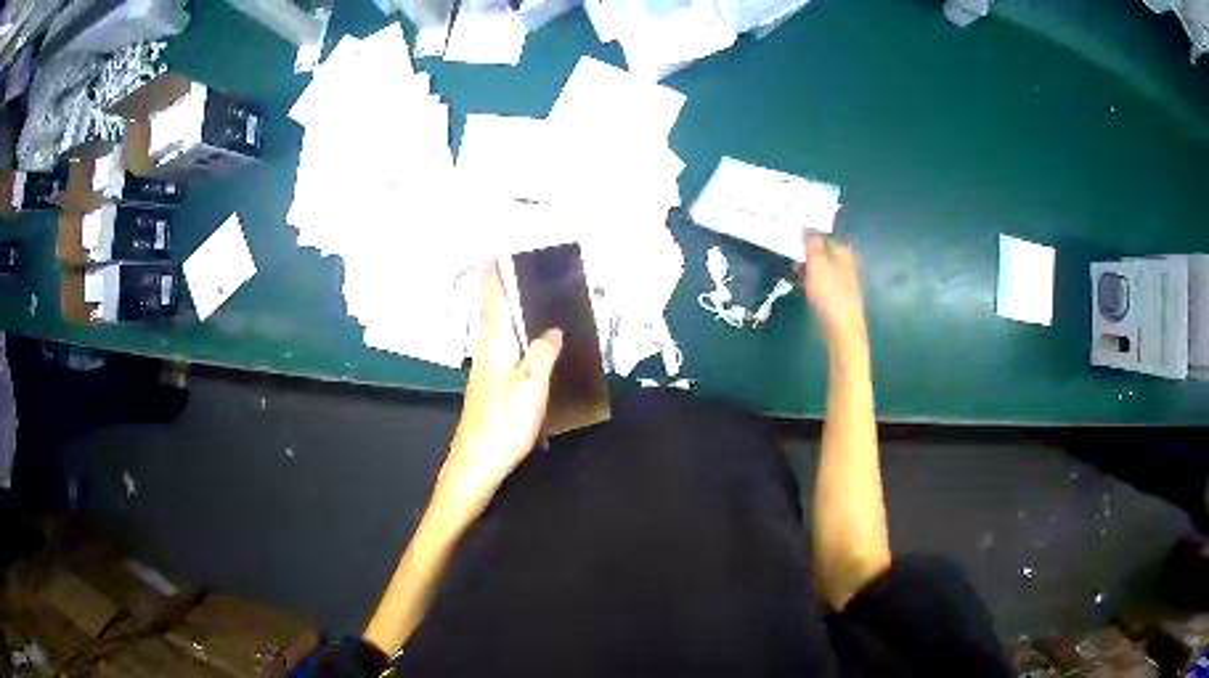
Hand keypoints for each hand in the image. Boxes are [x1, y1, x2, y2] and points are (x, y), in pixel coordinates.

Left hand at [435, 263, 562, 516]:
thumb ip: (543, 352)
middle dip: (503, 295)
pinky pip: (505, 356)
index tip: (494, 255)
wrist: (477, 463)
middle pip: (494, 317)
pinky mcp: (489, 392)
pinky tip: (531, 355)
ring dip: (512, 320)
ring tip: (534, 310)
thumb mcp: (532, 384)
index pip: (493, 301)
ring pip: (500, 337)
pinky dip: (516, 344)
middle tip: (524, 278)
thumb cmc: (504, 422)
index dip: (493, 277)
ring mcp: (485, 374)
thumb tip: (552, 330)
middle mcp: (486, 354)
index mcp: (495, 346)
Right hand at [801, 235, 867, 353]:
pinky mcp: (834, 297)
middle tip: (789, 253)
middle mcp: (844, 265)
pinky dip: (808, 281)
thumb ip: (812, 243)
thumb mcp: (817, 264)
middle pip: (822, 252)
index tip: (792, 235)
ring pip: (820, 268)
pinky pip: (819, 283)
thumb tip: (807, 226)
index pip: (825, 235)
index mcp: (843, 253)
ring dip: (805, 267)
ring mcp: (840, 282)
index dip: (809, 234)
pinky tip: (798, 286)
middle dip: (806, 252)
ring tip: (791, 270)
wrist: (842, 330)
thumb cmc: (830, 294)